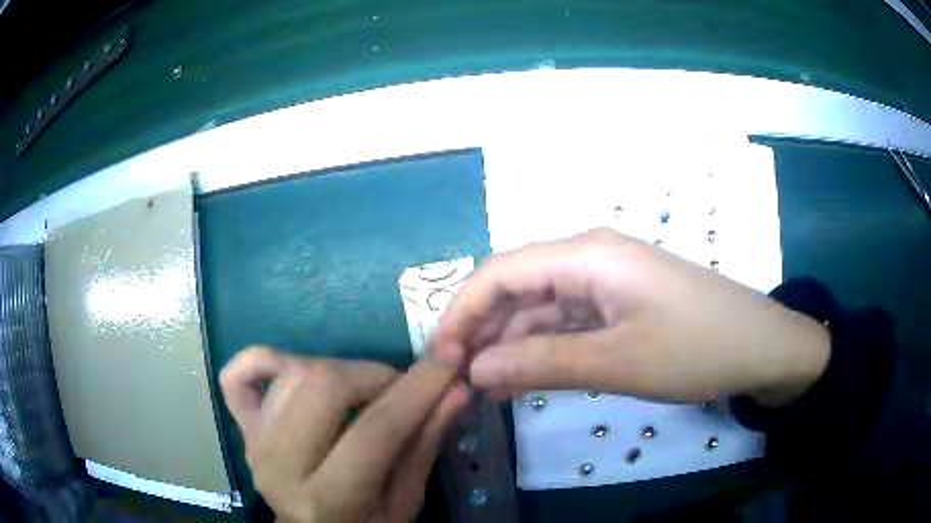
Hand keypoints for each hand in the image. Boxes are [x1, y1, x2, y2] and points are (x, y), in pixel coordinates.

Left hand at [220, 347, 468, 522]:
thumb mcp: (405, 501)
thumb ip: (424, 445)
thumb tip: (456, 390)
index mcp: (326, 500)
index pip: (376, 430)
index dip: (418, 387)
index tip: (451, 355)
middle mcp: (280, 468)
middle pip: (323, 386)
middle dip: (374, 375)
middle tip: (398, 390)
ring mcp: (254, 443)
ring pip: (293, 372)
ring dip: (339, 370)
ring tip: (360, 393)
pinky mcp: (242, 429)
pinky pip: (238, 375)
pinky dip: (264, 359)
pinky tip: (293, 369)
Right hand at [431, 228, 829, 406]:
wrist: (762, 348)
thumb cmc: (697, 349)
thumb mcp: (618, 363)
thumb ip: (541, 364)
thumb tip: (475, 369)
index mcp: (587, 255)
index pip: (499, 272)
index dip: (461, 312)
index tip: (440, 358)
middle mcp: (590, 256)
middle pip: (516, 286)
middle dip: (482, 330)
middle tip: (458, 380)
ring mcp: (606, 280)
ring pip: (539, 307)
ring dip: (510, 343)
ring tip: (484, 386)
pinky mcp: (619, 302)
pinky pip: (566, 321)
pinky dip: (542, 348)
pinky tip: (523, 376)